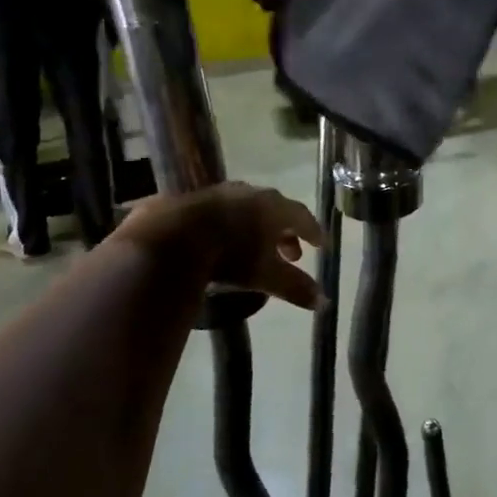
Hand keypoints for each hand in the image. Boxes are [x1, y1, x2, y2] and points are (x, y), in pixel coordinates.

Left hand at [116, 183, 322, 309]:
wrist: (173, 235)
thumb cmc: (231, 254)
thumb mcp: (266, 276)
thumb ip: (296, 288)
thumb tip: (324, 303)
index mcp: (276, 208)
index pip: (303, 217)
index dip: (313, 232)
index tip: (320, 246)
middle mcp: (253, 194)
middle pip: (277, 211)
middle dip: (286, 233)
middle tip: (292, 255)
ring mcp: (222, 193)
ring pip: (249, 210)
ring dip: (258, 229)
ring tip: (257, 249)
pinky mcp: (195, 198)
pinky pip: (223, 212)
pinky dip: (233, 226)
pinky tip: (225, 243)